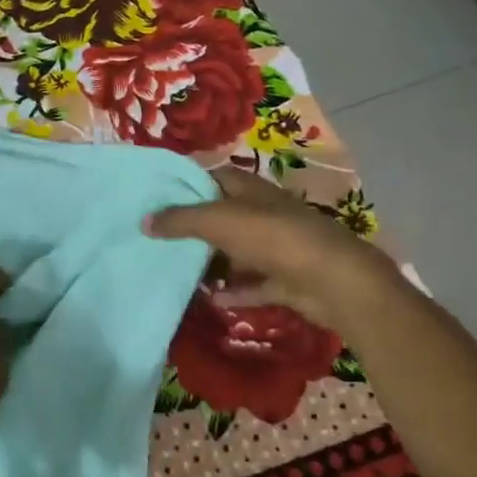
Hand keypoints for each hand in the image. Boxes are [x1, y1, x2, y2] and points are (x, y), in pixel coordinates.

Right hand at [144, 169, 401, 334]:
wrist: (332, 279)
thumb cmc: (273, 237)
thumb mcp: (218, 221)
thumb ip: (180, 220)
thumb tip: (144, 221)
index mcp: (251, 191)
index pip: (214, 178)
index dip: (187, 184)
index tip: (156, 197)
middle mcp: (264, 214)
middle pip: (223, 216)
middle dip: (194, 227)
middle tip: (158, 238)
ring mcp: (276, 248)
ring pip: (236, 253)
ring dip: (212, 262)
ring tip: (176, 269)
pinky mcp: (285, 280)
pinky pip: (251, 285)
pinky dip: (232, 291)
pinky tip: (207, 299)